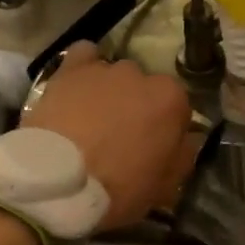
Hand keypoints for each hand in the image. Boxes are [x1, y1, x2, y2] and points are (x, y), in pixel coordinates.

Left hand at [23, 43, 195, 229]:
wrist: (58, 182)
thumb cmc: (119, 188)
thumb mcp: (166, 187)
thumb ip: (183, 156)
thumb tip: (186, 140)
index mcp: (172, 101)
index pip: (178, 108)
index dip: (166, 129)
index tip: (154, 148)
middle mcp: (142, 75)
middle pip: (145, 88)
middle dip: (137, 107)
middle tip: (121, 137)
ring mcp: (105, 69)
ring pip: (115, 75)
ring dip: (110, 91)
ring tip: (92, 118)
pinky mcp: (70, 70)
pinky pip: (84, 56)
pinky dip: (84, 68)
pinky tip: (78, 87)